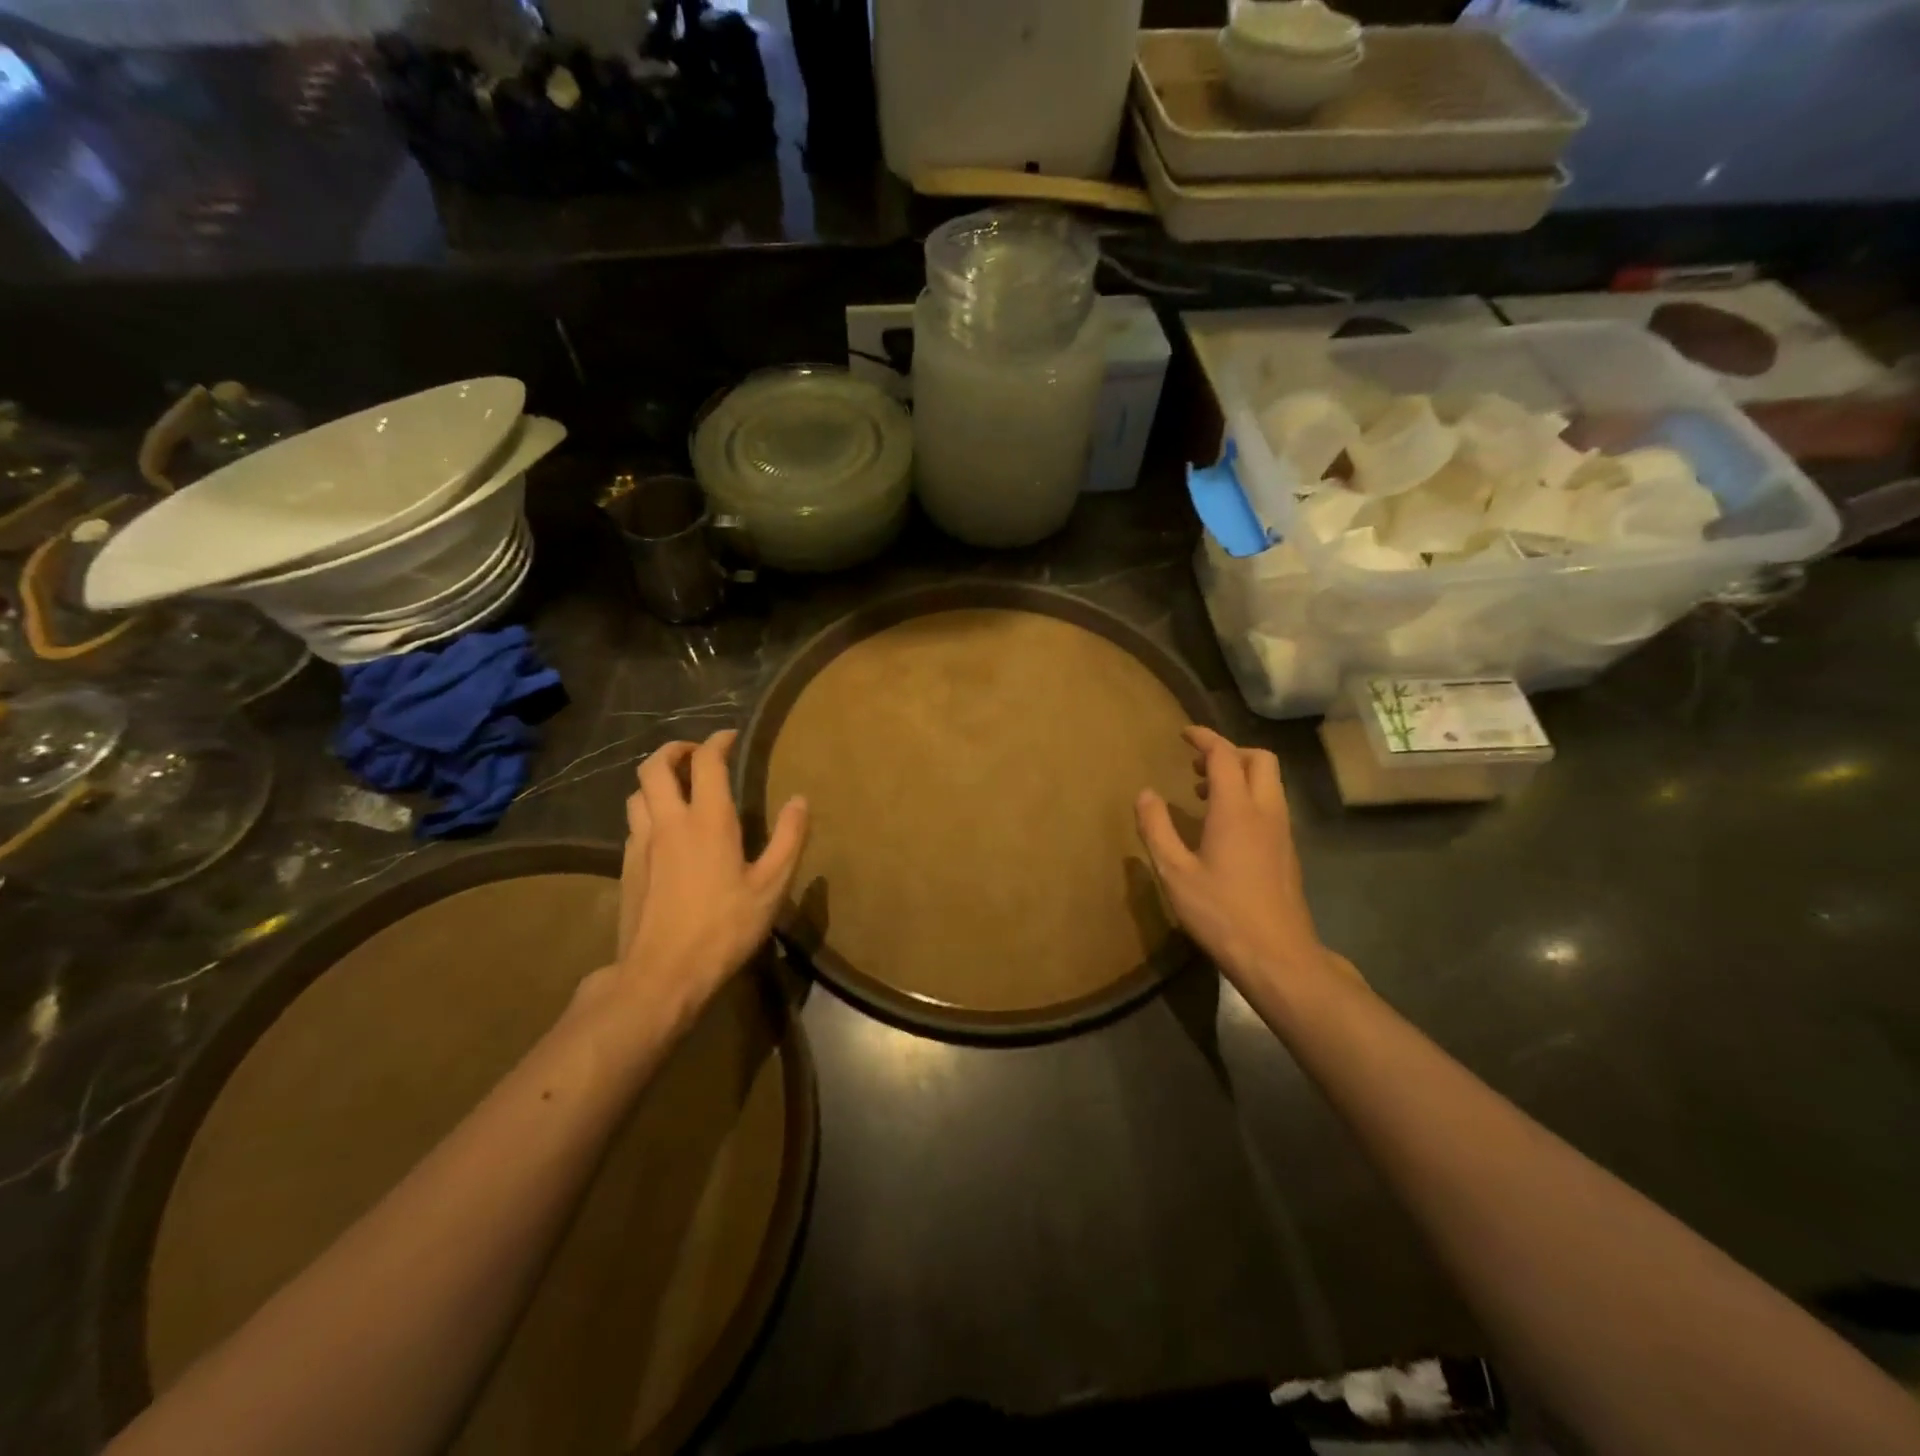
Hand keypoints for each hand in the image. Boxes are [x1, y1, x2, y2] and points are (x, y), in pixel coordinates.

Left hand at [598, 729, 807, 1033]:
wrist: (661, 975)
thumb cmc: (724, 929)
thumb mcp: (771, 887)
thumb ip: (788, 838)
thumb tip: (800, 799)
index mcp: (708, 821)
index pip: (707, 762)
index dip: (717, 741)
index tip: (730, 737)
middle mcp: (668, 822)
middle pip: (654, 766)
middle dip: (675, 749)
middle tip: (696, 754)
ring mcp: (641, 844)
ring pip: (637, 793)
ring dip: (657, 780)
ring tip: (678, 788)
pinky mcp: (627, 868)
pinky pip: (633, 823)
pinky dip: (648, 810)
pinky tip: (664, 831)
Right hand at [1135, 726, 1329, 992]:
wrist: (1278, 956)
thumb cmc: (1221, 912)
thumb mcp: (1174, 872)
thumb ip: (1156, 828)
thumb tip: (1145, 793)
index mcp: (1236, 809)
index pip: (1224, 756)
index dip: (1204, 739)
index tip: (1184, 734)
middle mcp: (1266, 812)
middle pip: (1259, 760)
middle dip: (1229, 752)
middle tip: (1197, 765)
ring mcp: (1282, 832)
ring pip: (1270, 783)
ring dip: (1240, 775)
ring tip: (1204, 793)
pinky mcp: (1287, 852)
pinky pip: (1271, 805)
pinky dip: (1249, 798)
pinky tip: (1223, 827)